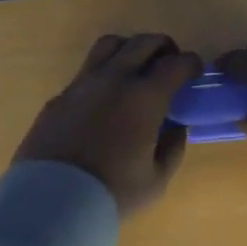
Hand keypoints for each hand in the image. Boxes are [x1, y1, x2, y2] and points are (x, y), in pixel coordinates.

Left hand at [14, 34, 204, 216]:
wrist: (51, 202)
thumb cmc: (112, 194)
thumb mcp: (157, 180)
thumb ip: (172, 147)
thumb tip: (174, 127)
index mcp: (144, 97)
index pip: (176, 63)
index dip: (191, 64)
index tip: (195, 73)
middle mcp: (114, 80)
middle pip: (143, 42)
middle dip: (163, 47)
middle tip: (169, 64)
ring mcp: (82, 84)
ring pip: (110, 45)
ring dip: (130, 49)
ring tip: (135, 69)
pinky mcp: (59, 96)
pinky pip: (86, 71)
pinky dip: (103, 73)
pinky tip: (105, 98)